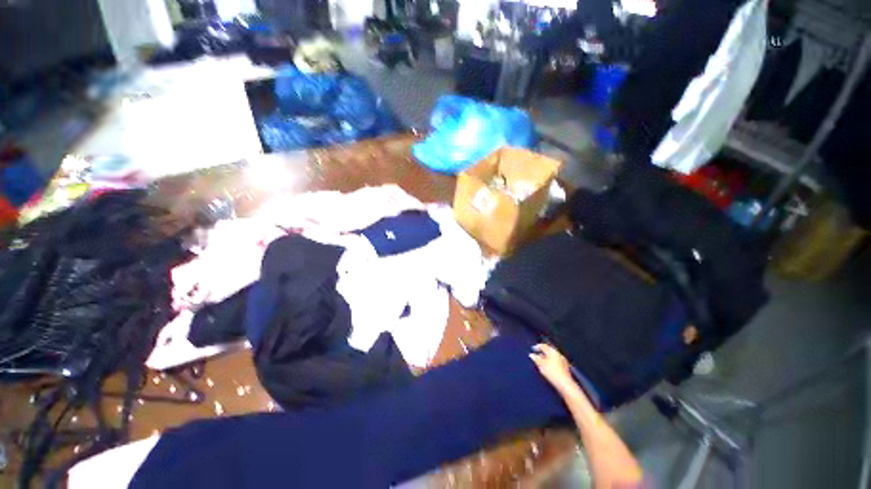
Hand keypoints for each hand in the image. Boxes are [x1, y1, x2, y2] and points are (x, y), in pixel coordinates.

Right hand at [529, 343, 574, 392]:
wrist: (565, 384)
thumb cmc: (552, 372)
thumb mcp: (541, 364)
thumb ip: (536, 358)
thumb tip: (531, 355)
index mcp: (552, 351)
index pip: (544, 346)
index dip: (538, 346)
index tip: (533, 348)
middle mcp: (558, 354)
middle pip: (549, 351)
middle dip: (542, 353)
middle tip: (537, 355)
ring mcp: (563, 361)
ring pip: (553, 357)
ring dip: (547, 358)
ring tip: (541, 362)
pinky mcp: (565, 368)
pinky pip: (556, 362)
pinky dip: (551, 362)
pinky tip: (548, 367)